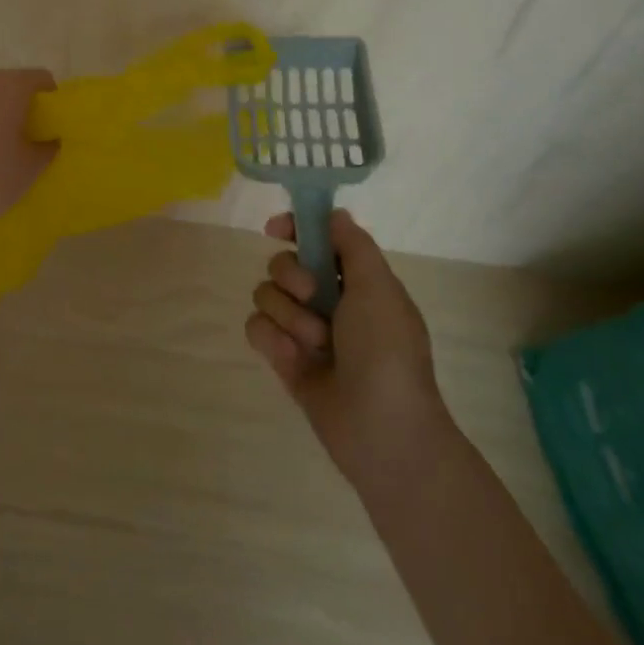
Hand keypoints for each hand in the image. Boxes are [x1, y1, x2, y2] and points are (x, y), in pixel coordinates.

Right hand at [245, 209, 449, 483]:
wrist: (382, 430)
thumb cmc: (387, 351)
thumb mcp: (379, 287)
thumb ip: (353, 244)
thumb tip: (334, 214)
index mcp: (355, 280)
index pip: (315, 238)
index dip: (294, 228)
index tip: (276, 229)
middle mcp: (326, 300)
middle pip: (282, 263)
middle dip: (293, 278)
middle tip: (315, 298)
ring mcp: (302, 330)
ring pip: (265, 294)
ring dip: (289, 317)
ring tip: (316, 346)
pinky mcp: (283, 358)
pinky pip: (256, 328)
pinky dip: (273, 340)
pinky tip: (294, 360)